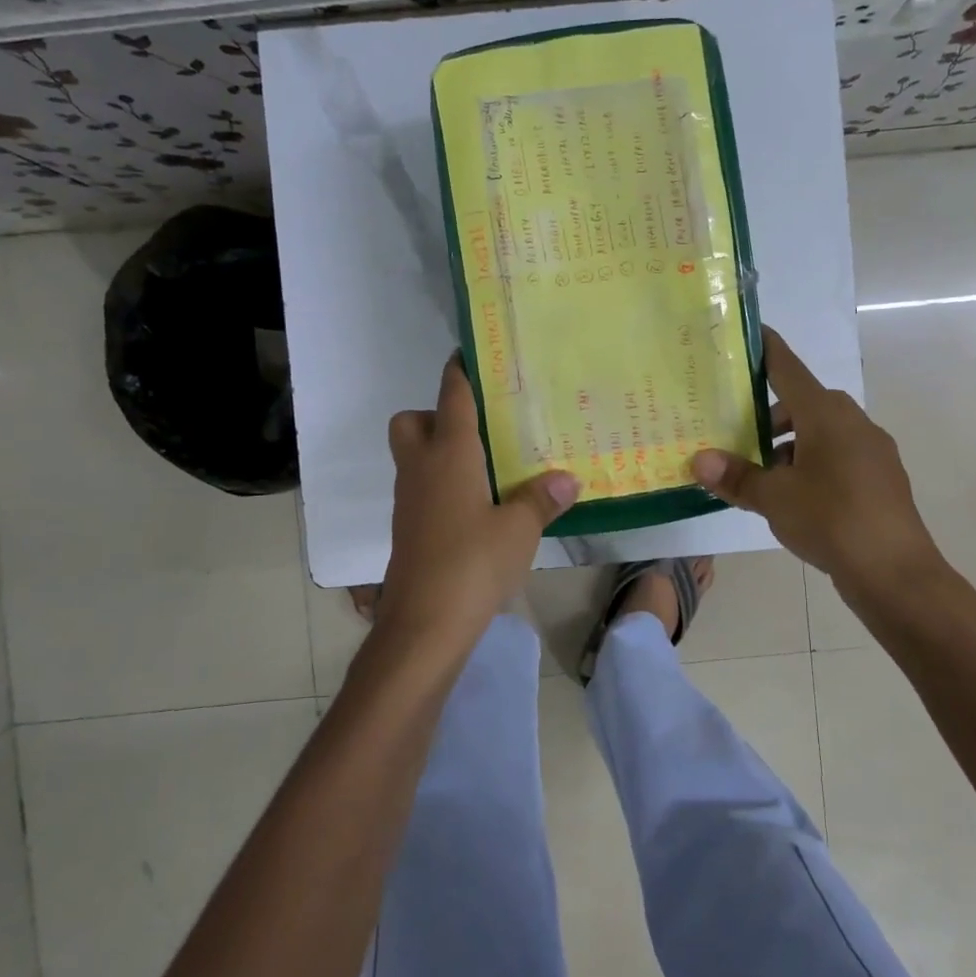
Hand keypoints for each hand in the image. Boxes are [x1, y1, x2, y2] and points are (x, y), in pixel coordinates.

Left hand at [378, 355, 579, 643]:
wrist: (424, 624)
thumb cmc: (473, 562)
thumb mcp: (519, 529)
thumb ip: (541, 499)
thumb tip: (567, 478)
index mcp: (449, 454)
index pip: (451, 397)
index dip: (460, 371)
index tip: (470, 352)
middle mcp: (421, 468)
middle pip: (412, 421)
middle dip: (436, 414)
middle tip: (479, 430)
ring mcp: (410, 500)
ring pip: (414, 456)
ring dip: (441, 452)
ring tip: (489, 467)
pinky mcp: (409, 529)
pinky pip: (422, 488)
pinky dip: (443, 485)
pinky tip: (478, 507)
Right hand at [691, 328, 947, 599]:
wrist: (897, 574)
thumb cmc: (832, 520)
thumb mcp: (774, 498)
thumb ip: (736, 477)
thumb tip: (698, 461)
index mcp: (826, 415)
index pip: (788, 368)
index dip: (765, 350)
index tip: (748, 334)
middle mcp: (853, 422)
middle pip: (804, 402)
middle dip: (770, 412)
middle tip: (735, 429)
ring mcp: (872, 450)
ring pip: (822, 431)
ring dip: (791, 442)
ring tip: (760, 471)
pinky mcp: (880, 477)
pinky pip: (838, 454)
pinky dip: (812, 461)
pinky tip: (794, 494)